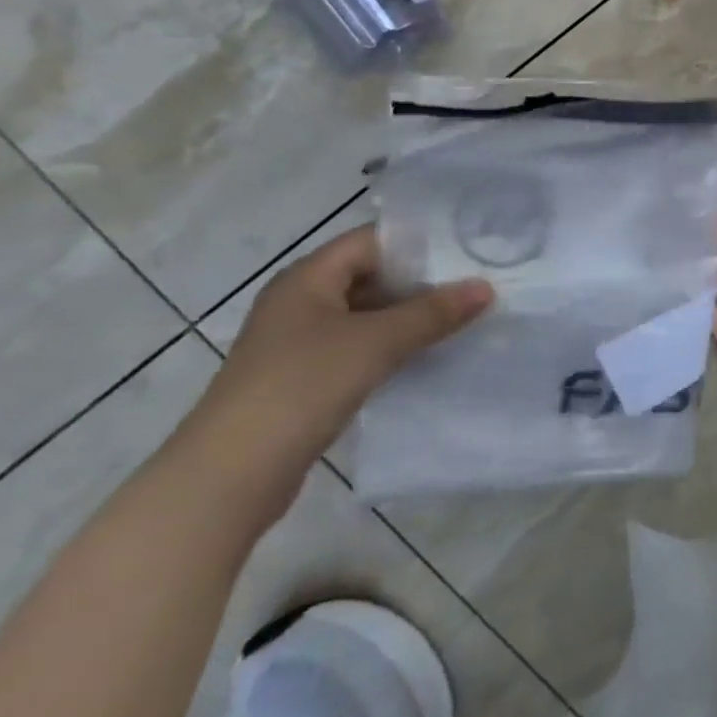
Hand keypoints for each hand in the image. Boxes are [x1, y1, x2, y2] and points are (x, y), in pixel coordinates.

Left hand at [180, 226, 492, 516]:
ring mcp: (299, 343)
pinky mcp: (305, 380)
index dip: (419, 242)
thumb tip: (485, 287)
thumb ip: (433, 313)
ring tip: (463, 318)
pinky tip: (428, 357)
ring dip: (410, 318)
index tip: (468, 250)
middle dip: (422, 282)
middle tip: (476, 284)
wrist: (231, 475)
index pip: (371, 241)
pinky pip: (359, 349)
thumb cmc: (302, 386)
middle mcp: (300, 302)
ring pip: (367, 316)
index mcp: (307, 278)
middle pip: (371, 277)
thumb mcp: (376, 342)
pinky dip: (392, 348)